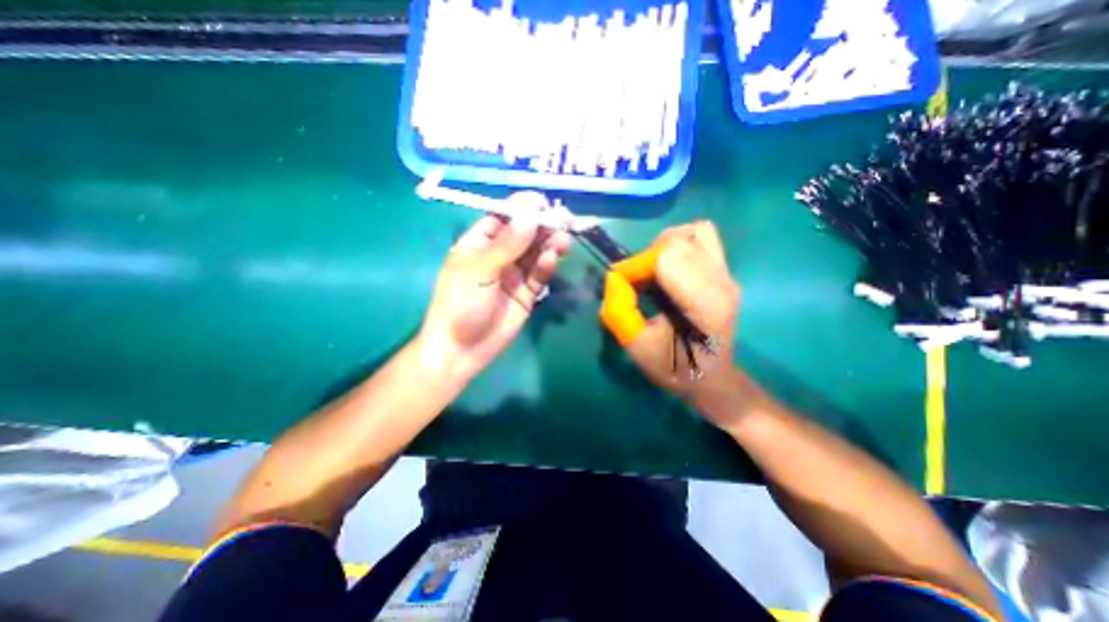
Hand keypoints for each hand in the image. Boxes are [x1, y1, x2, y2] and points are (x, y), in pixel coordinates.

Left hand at [419, 193, 569, 381]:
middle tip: (563, 219)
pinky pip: (539, 275)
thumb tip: (529, 216)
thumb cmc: (460, 305)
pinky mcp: (527, 293)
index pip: (502, 218)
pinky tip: (552, 258)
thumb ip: (506, 245)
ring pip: (535, 253)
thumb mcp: (478, 271)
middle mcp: (498, 256)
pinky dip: (546, 265)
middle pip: (524, 234)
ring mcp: (514, 275)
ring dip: (549, 243)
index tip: (541, 202)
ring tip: (563, 239)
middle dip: (542, 225)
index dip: (521, 208)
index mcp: (478, 245)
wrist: (463, 350)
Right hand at [598, 220, 744, 430]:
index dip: (635, 266)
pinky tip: (668, 267)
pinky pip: (702, 239)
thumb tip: (613, 280)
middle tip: (634, 280)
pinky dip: (679, 244)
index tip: (620, 285)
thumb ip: (619, 313)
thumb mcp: (638, 349)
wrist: (713, 379)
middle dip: (646, 256)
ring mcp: (728, 275)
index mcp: (705, 305)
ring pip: (694, 233)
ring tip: (652, 269)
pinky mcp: (725, 272)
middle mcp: (722, 283)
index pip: (665, 259)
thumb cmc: (676, 369)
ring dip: (664, 245)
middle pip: (678, 242)